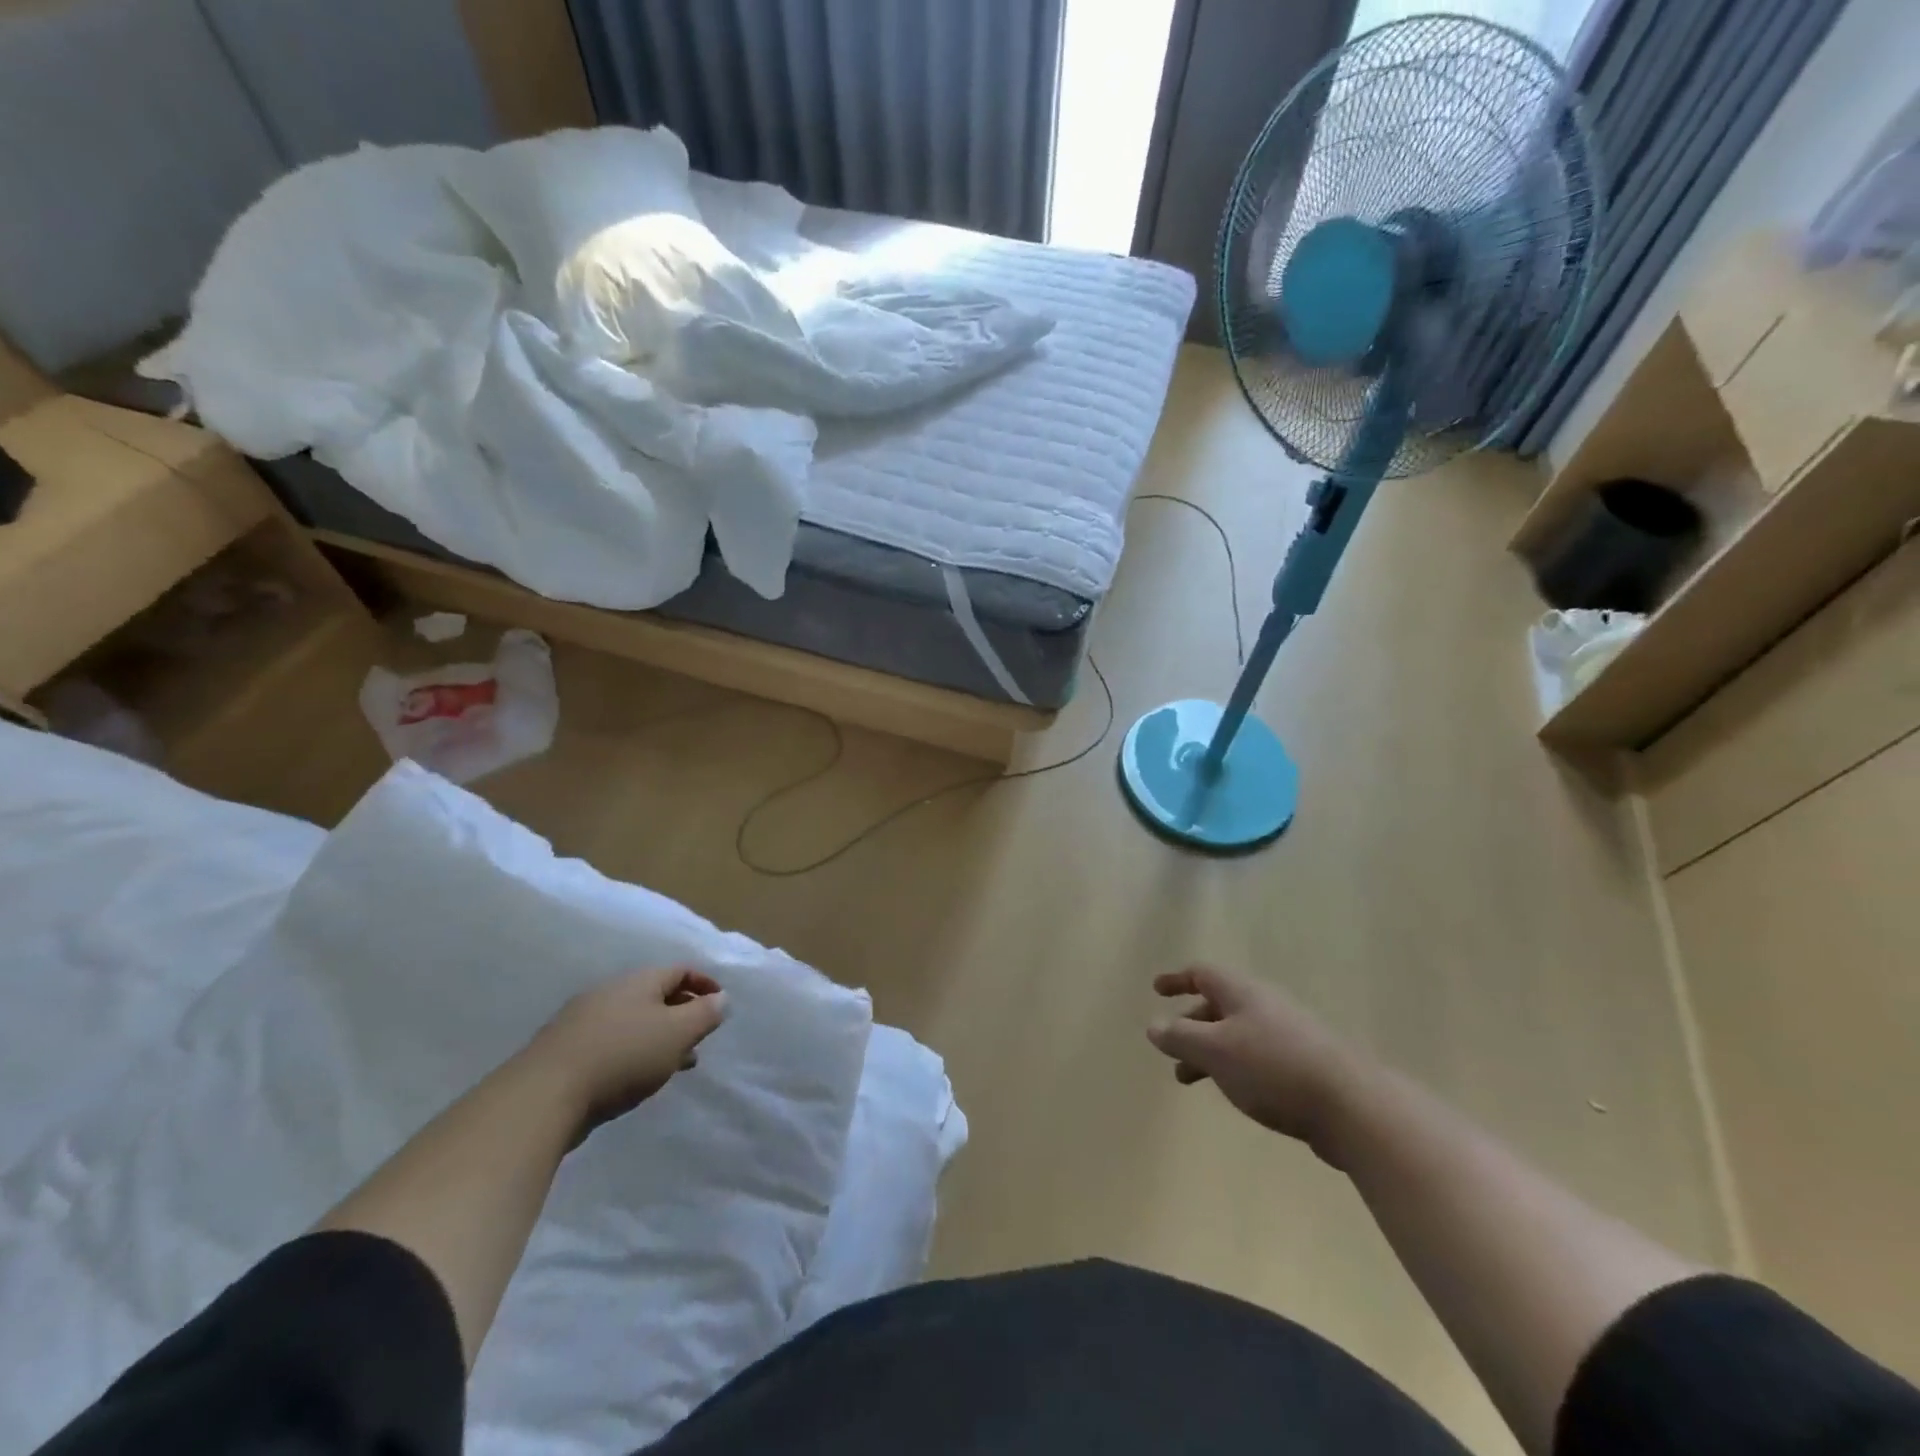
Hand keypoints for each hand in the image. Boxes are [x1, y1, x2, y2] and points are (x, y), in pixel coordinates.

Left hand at [531, 967, 728, 1134]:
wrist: (543, 1095)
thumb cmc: (623, 1056)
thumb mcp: (677, 1033)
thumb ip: (705, 1014)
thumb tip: (721, 997)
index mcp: (639, 980)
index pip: (680, 970)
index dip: (704, 983)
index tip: (720, 1004)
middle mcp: (610, 992)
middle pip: (655, 995)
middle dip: (682, 1013)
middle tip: (700, 1037)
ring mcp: (583, 1020)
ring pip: (634, 1021)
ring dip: (658, 1037)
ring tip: (675, 1063)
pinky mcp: (565, 1051)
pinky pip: (612, 1042)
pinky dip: (633, 1052)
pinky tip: (637, 1077)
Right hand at [1148, 966, 1362, 1159]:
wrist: (1351, 1106)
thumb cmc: (1272, 1068)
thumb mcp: (1214, 1050)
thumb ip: (1180, 1037)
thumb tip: (1153, 1025)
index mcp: (1242, 992)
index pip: (1203, 973)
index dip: (1177, 979)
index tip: (1157, 990)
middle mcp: (1265, 1005)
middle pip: (1218, 1005)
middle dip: (1190, 1024)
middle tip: (1171, 1048)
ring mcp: (1288, 1034)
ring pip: (1236, 1035)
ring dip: (1209, 1051)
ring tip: (1190, 1080)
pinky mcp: (1304, 1065)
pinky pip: (1257, 1057)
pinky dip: (1234, 1067)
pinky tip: (1235, 1092)